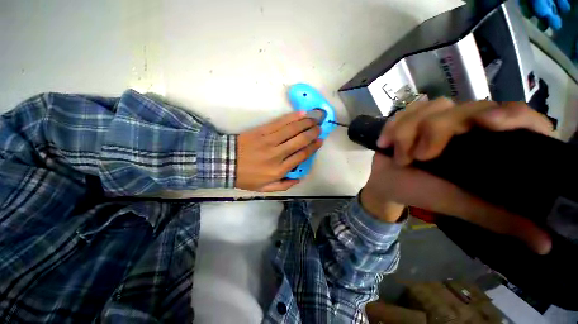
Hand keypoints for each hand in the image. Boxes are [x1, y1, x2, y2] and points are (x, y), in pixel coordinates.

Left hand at [236, 112, 321, 191]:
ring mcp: (269, 141)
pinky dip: (291, 118)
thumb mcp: (265, 189)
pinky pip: (279, 123)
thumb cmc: (246, 177)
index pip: (301, 156)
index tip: (320, 141)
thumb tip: (299, 178)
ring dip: (305, 123)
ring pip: (292, 130)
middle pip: (300, 141)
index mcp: (279, 170)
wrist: (225, 163)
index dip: (313, 147)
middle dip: (312, 133)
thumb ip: (284, 185)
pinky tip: (301, 113)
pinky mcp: (261, 132)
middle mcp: (277, 155)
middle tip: (319, 127)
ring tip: (314, 118)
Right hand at [361, 98, 553, 253]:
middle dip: (436, 131)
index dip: (511, 114)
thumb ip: (500, 219)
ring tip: (400, 156)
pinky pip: (404, 112)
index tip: (488, 124)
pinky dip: (392, 127)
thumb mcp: (461, 206)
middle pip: (467, 107)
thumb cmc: (424, 194)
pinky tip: (385, 143)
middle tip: (419, 157)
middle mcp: (468, 125)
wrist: (388, 184)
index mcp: (490, 145)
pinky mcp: (410, 119)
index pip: (519, 117)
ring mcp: (437, 119)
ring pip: (431, 107)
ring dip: (408, 133)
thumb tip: (546, 245)